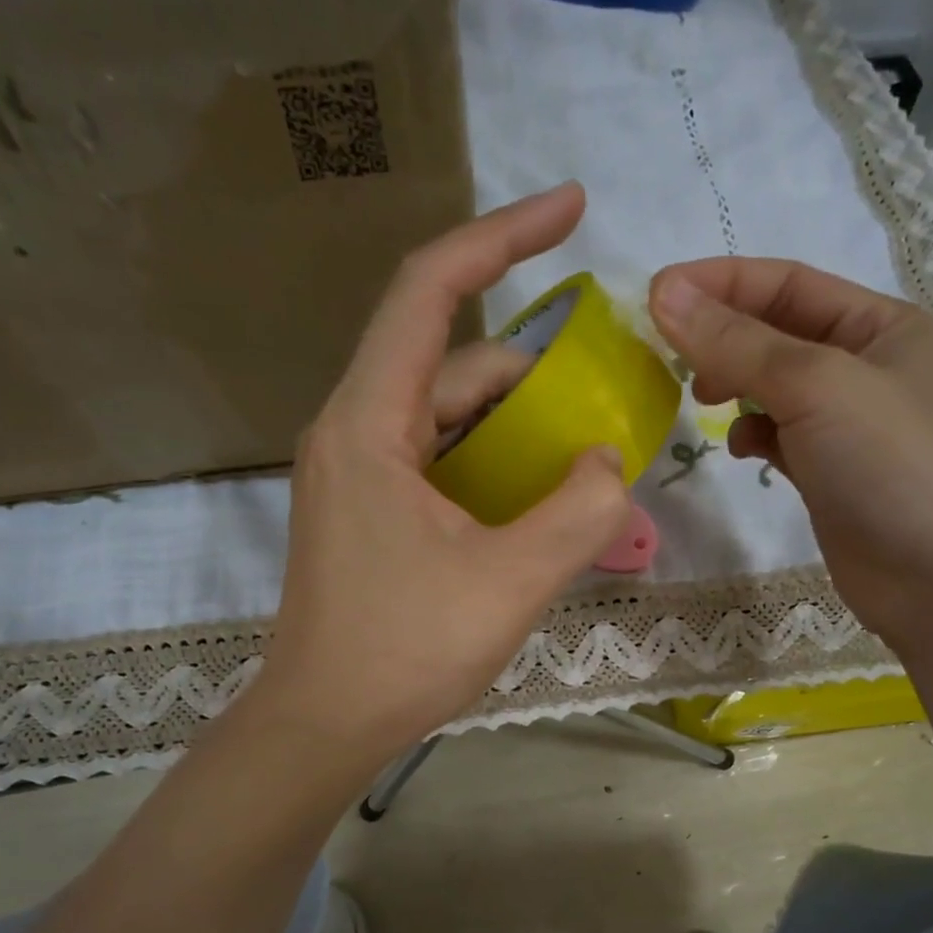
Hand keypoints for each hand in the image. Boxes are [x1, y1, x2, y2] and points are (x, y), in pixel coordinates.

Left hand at [258, 184, 629, 761]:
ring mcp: (360, 474)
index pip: (432, 291)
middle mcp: (355, 431)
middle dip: (535, 370)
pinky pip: (442, 462)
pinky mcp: (371, 512)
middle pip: (453, 363)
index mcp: (370, 424)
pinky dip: (494, 467)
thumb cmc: (405, 651)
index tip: (572, 208)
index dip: (502, 235)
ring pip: (450, 418)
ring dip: (519, 427)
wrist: (324, 724)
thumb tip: (605, 459)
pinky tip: (539, 501)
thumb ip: (579, 511)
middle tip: (608, 397)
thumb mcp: (511, 581)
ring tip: (585, 456)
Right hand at [648, 258, 932, 640]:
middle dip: (722, 338)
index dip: (719, 283)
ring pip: (772, 388)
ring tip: (702, 401)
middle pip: (776, 333)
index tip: (654, 295)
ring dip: (733, 386)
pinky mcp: (829, 474)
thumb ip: (738, 343)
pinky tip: (742, 450)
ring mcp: (847, 425)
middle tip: (670, 357)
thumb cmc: (892, 464)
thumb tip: (664, 294)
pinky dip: (752, 435)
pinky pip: (778, 437)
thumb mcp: (816, 386)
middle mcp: (865, 367)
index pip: (786, 284)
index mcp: (879, 326)